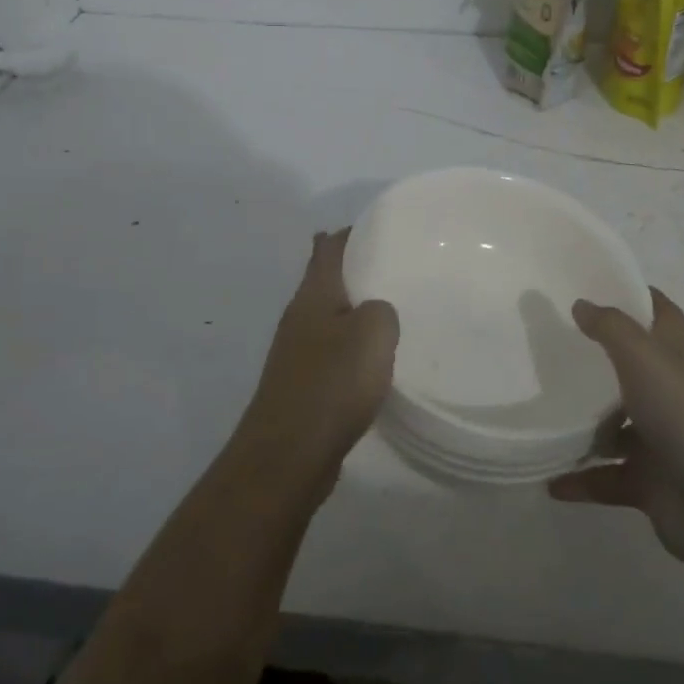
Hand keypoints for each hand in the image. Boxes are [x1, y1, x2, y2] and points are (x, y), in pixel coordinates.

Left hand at [237, 229, 398, 487]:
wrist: (288, 455)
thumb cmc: (332, 383)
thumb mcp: (374, 333)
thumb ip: (382, 310)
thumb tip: (376, 312)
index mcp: (313, 296)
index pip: (328, 248)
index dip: (349, 233)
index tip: (379, 227)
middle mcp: (299, 318)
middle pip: (326, 281)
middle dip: (355, 271)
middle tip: (395, 268)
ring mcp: (296, 354)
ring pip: (329, 319)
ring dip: (354, 312)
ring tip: (391, 312)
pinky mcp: (302, 386)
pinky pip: (332, 353)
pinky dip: (352, 349)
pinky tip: (374, 362)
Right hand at [548, 289, 683, 570]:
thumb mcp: (644, 359)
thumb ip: (611, 328)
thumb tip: (582, 304)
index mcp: (678, 360)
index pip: (664, 316)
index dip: (642, 297)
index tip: (603, 283)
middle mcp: (671, 395)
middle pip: (635, 369)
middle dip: (600, 358)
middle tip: (552, 345)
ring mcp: (661, 441)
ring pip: (616, 426)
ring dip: (584, 424)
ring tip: (541, 412)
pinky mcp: (649, 483)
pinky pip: (606, 477)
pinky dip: (580, 479)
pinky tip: (549, 480)